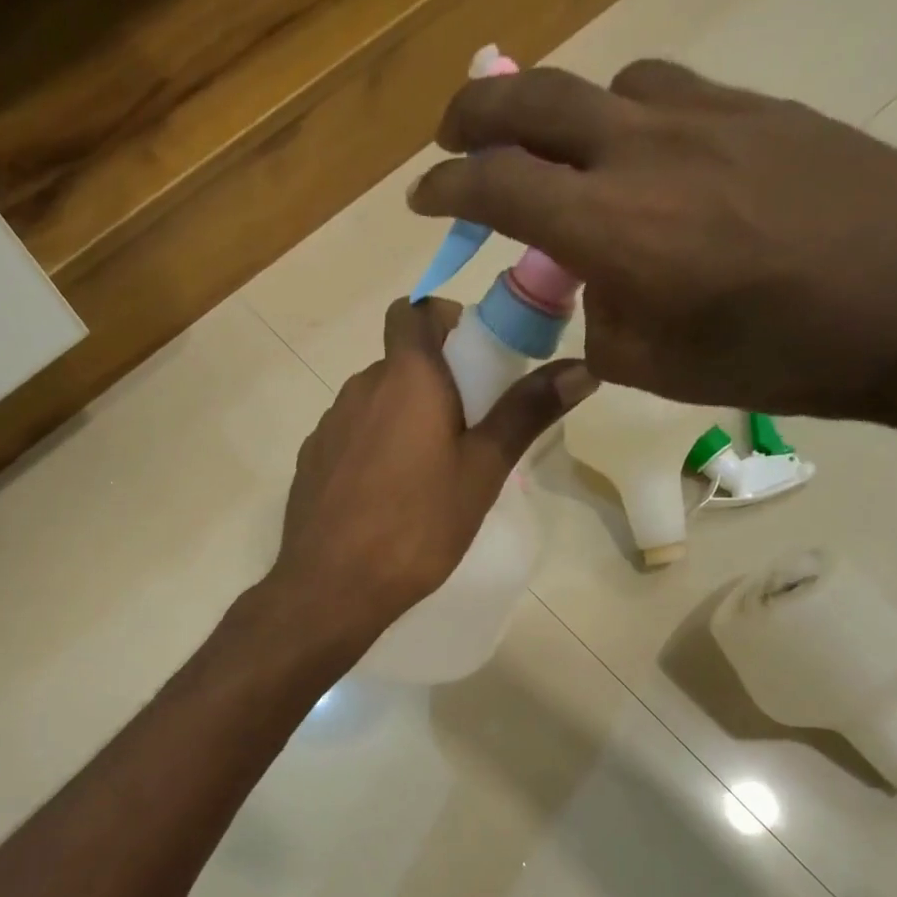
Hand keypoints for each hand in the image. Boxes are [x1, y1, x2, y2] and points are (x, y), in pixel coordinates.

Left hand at [271, 297, 595, 642]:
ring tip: (429, 471)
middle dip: (434, 379)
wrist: (331, 586)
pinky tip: (387, 496)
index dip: (443, 319)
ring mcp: (328, 425)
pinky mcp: (311, 461)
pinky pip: (350, 435)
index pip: (413, 310)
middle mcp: (360, 388)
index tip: (473, 356)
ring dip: (403, 416)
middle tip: (468, 428)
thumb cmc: (417, 526)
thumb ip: (527, 413)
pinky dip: (373, 446)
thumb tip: (584, 367)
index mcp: (406, 377)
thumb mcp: (482, 472)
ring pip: (374, 401)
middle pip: (399, 360)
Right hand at [408, 58, 896, 425]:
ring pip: (607, 86)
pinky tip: (655, 162)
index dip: (448, 187)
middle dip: (475, 113)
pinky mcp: (763, 108)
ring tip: (566, 159)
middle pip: (534, 100)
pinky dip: (634, 119)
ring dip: (565, 116)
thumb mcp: (657, 368)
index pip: (498, 185)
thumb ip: (601, 322)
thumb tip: (596, 290)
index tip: (424, 197)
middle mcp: (645, 150)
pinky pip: (672, 94)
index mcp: (611, 226)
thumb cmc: (778, 358)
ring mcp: (709, 115)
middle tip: (452, 135)